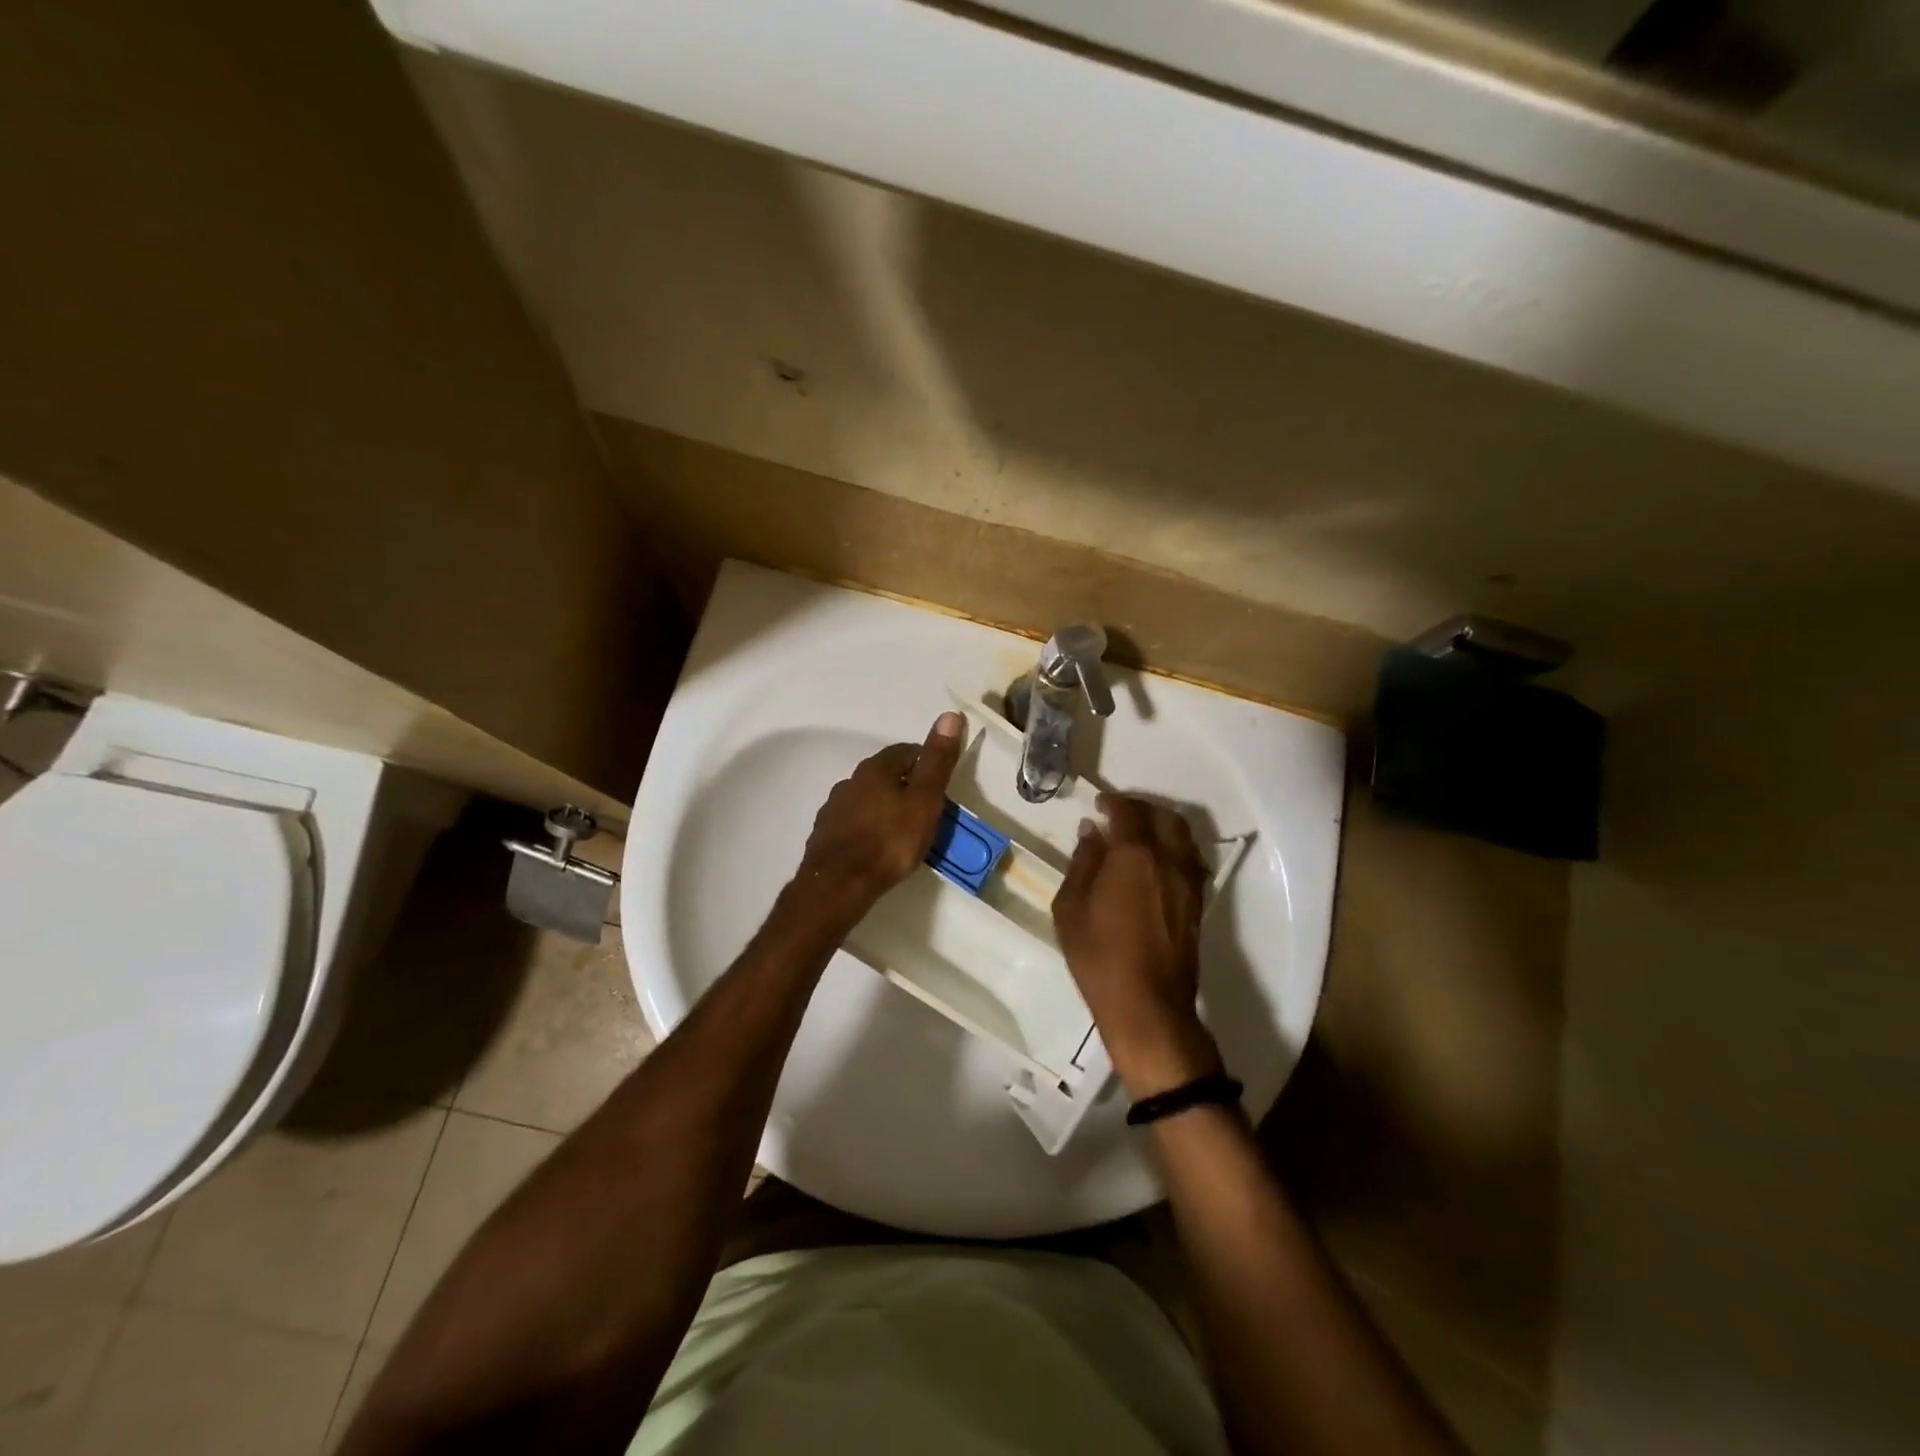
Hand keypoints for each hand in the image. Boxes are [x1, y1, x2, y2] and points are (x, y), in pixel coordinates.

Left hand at [792, 712, 964, 926]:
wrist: (839, 884)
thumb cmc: (889, 841)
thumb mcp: (924, 800)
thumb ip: (937, 761)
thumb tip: (950, 714)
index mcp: (876, 768)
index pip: (906, 751)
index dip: (927, 763)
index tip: (941, 784)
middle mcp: (850, 780)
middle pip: (884, 774)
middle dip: (905, 786)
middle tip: (926, 809)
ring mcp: (834, 807)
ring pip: (867, 798)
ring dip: (884, 807)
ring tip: (902, 830)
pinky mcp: (825, 834)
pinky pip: (853, 822)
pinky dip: (867, 827)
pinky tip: (876, 846)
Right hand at [1052, 793, 1222, 1098]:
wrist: (1147, 1005)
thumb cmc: (1099, 956)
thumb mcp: (1071, 907)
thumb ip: (1083, 862)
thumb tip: (1092, 831)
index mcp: (1135, 855)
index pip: (1129, 811)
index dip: (1113, 802)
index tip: (1099, 804)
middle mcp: (1169, 859)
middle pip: (1164, 816)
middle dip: (1141, 808)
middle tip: (1119, 814)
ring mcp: (1189, 881)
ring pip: (1183, 835)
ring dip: (1161, 825)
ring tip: (1139, 834)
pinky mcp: (1198, 902)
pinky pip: (1190, 858)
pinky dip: (1174, 847)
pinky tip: (1156, 861)